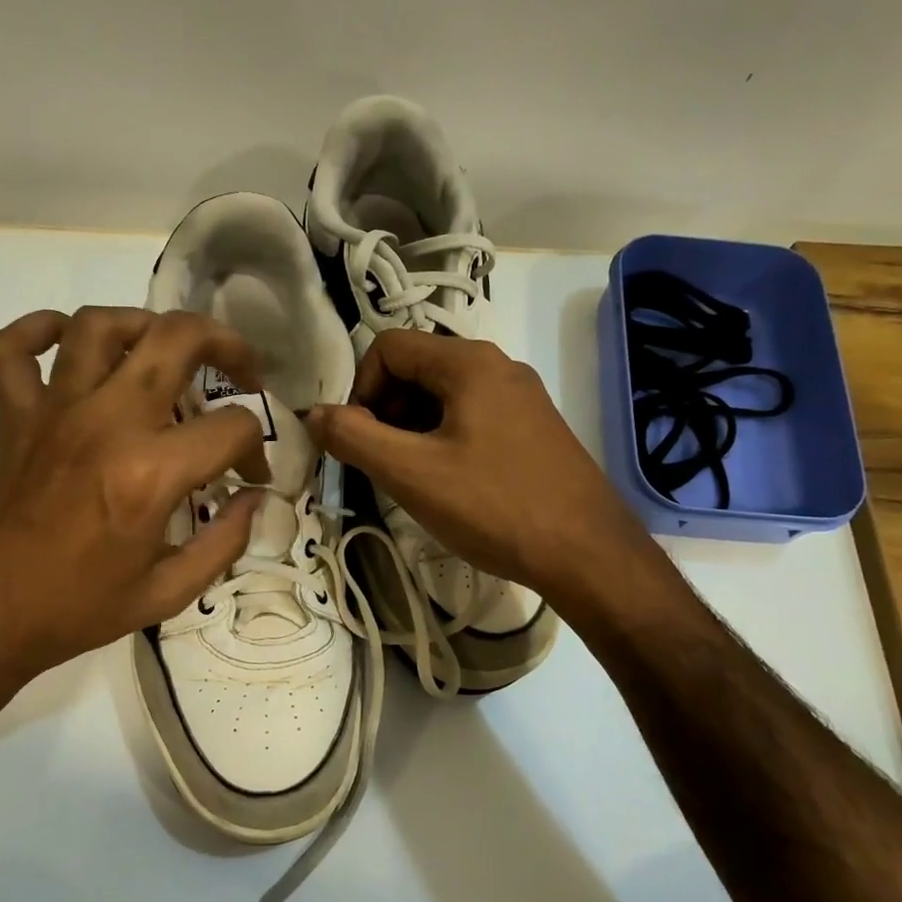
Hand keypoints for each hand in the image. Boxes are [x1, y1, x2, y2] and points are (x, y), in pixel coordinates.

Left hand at [0, 306, 270, 712]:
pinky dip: (37, 330)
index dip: (257, 449)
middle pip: (175, 339)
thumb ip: (225, 542)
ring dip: (142, 324)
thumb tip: (255, 500)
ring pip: (98, 326)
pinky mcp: (10, 418)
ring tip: (164, 350)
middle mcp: (104, 423)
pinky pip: (11, 349)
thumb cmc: (78, 611)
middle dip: (225, 344)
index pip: (232, 427)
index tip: (250, 476)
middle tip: (241, 371)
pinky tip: (67, 343)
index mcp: (150, 473)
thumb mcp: (168, 593)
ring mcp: (51, 413)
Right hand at [306, 330, 659, 608]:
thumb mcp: (412, 473)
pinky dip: (446, 441)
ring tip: (416, 481)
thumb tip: (313, 415)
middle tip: (386, 464)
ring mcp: (522, 398)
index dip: (360, 390)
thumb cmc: (495, 506)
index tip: (361, 441)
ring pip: (445, 397)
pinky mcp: (535, 429)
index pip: (388, 347)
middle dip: (387, 411)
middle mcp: (498, 366)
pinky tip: (452, 487)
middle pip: (417, 369)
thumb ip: (354, 438)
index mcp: (469, 362)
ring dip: (414, 430)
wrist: (588, 553)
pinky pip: (473, 418)